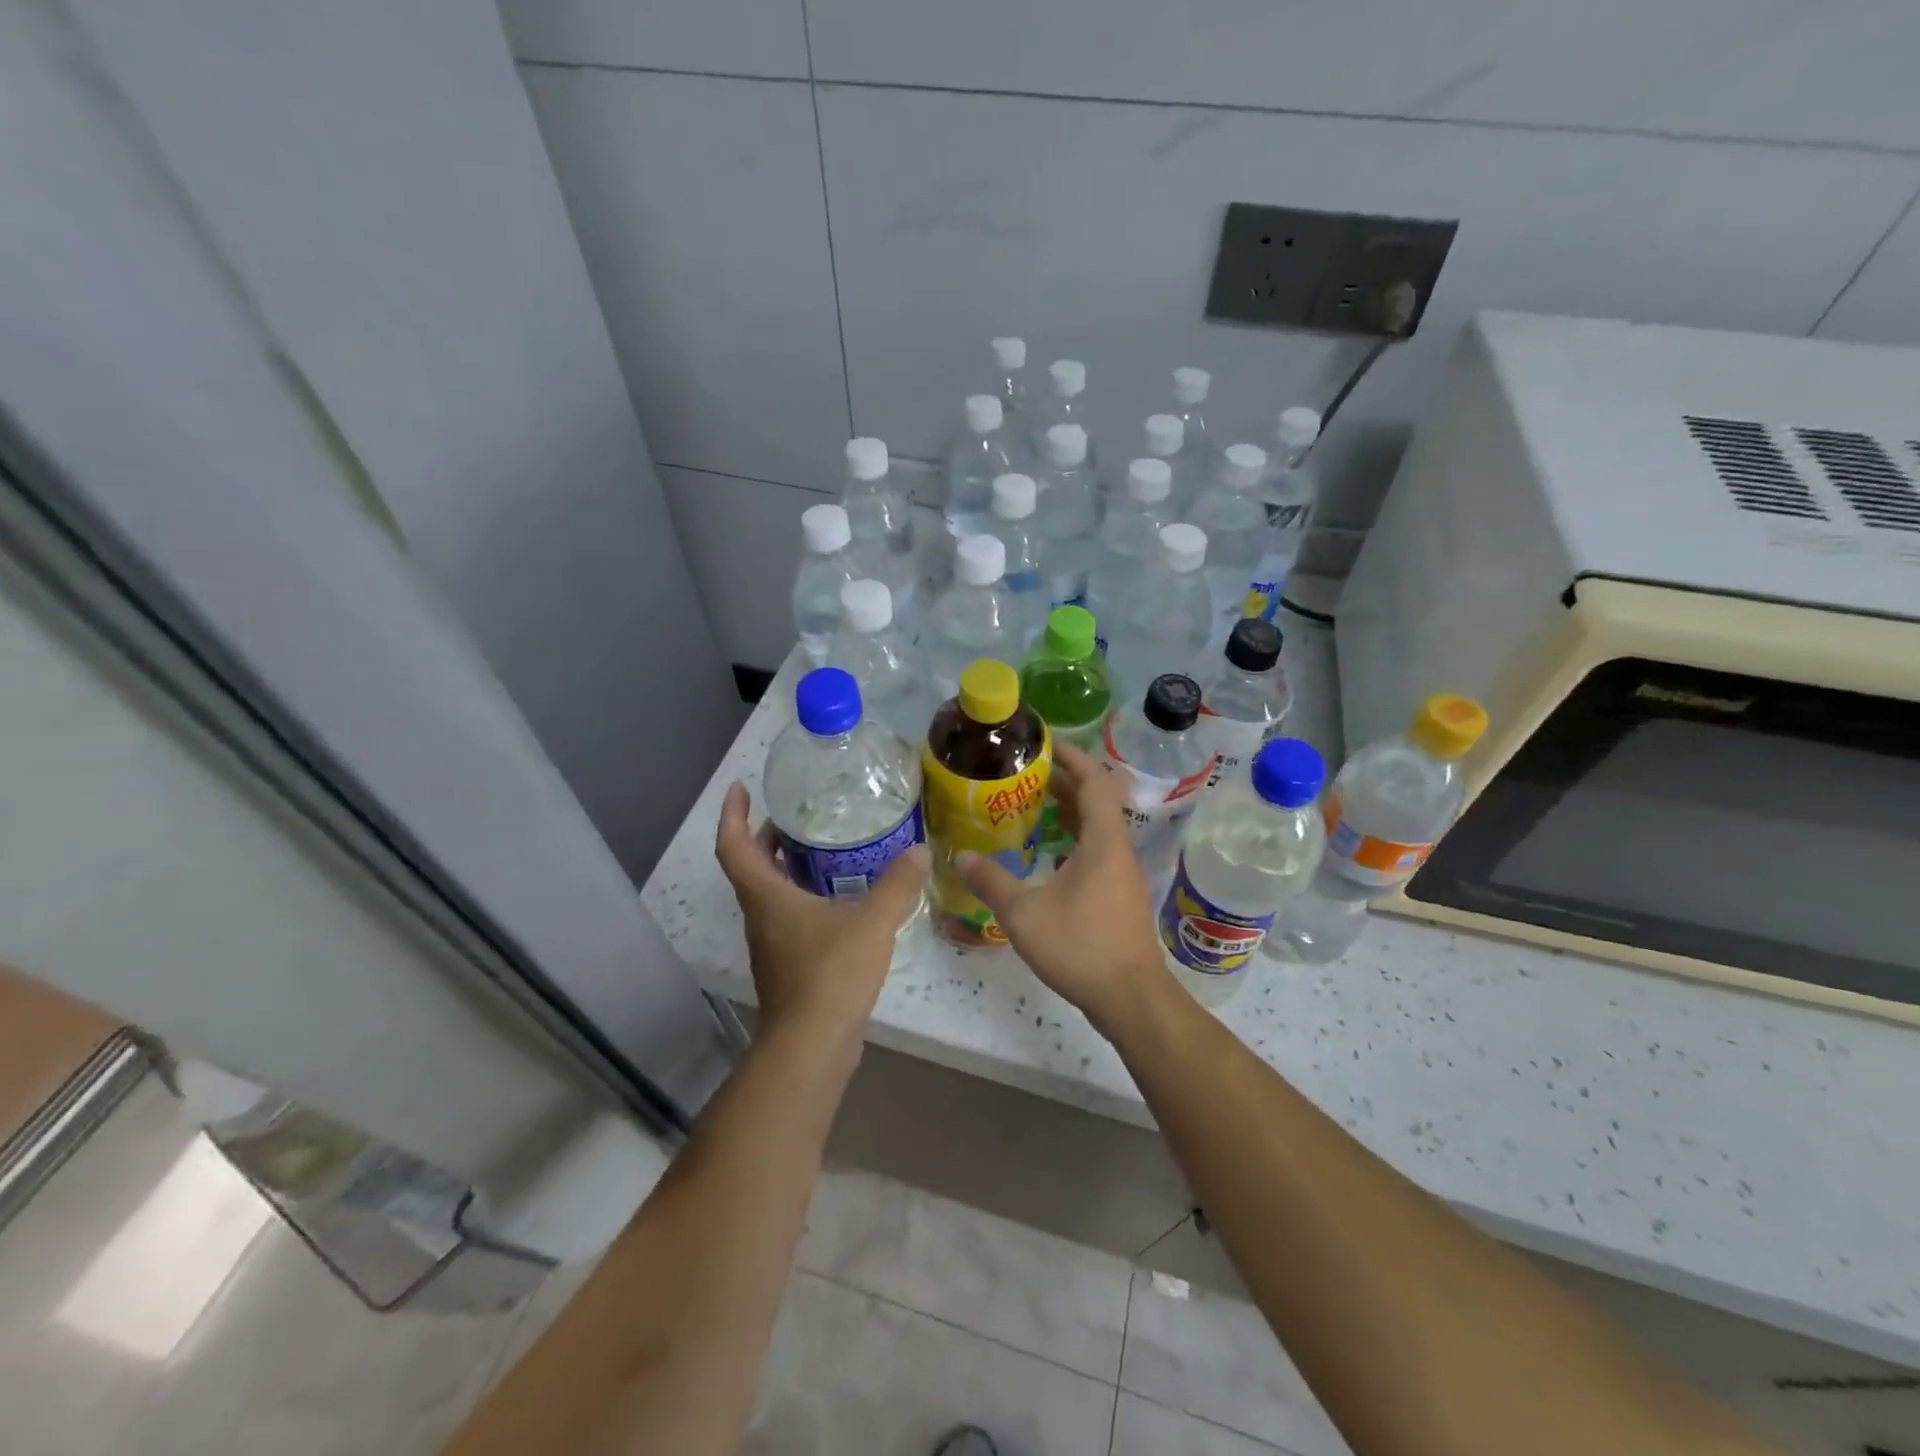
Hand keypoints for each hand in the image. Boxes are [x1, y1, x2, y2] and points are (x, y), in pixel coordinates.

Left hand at [714, 783, 929, 1049]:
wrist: (812, 1047)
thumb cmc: (831, 974)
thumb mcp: (872, 922)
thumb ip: (898, 885)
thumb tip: (921, 851)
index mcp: (767, 898)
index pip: (734, 847)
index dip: (733, 815)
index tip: (741, 789)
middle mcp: (761, 918)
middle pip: (751, 869)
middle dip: (764, 838)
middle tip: (793, 816)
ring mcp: (772, 946)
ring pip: (769, 896)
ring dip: (785, 869)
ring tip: (821, 850)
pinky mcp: (788, 968)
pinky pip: (789, 919)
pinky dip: (803, 898)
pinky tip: (840, 901)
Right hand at [957, 743, 1169, 1032]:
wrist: (1130, 997)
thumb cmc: (1080, 945)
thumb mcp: (1023, 913)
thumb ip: (991, 881)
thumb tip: (961, 856)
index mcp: (1103, 841)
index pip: (1094, 782)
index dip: (1073, 758)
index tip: (1046, 746)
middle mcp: (1118, 850)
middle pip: (1097, 802)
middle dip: (1065, 784)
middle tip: (1028, 778)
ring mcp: (1123, 875)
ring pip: (1099, 830)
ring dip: (1070, 814)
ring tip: (1034, 810)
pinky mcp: (1121, 897)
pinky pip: (1098, 853)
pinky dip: (1075, 843)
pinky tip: (1050, 858)